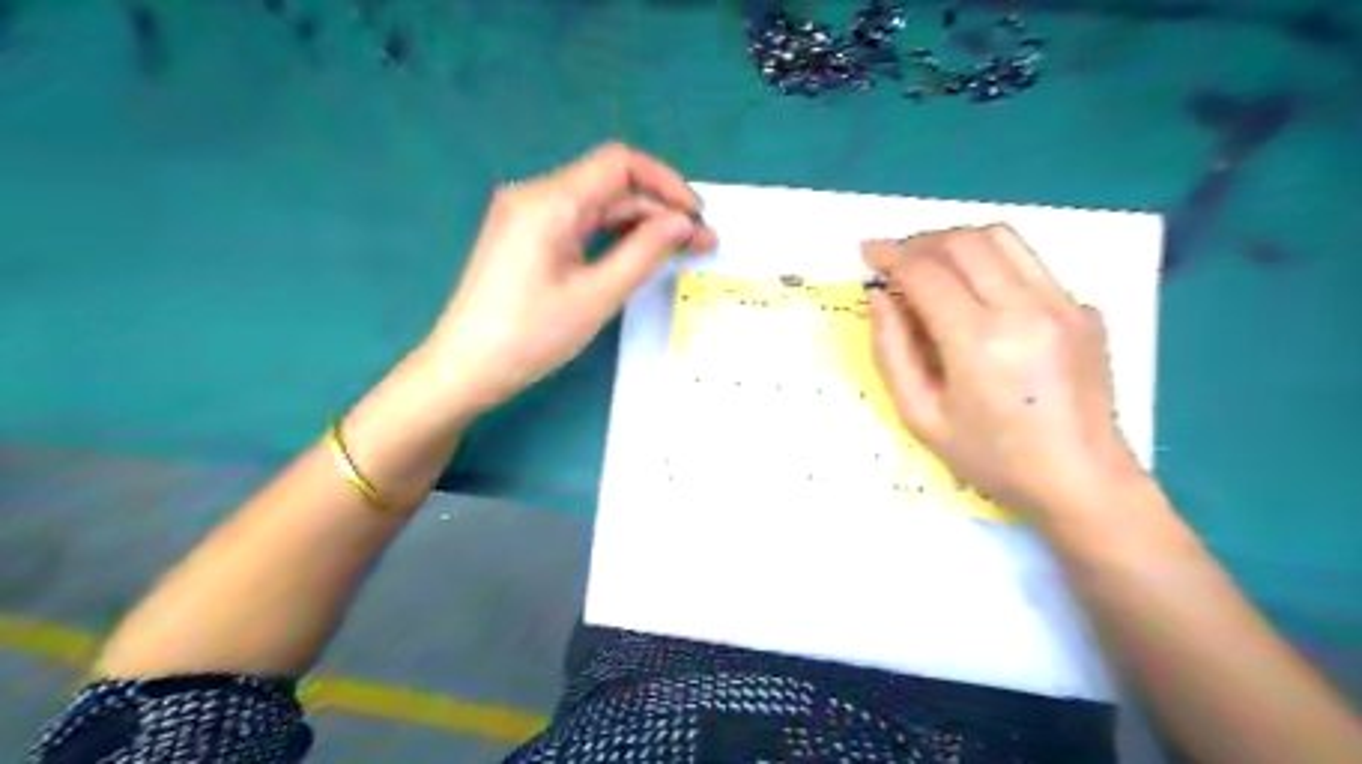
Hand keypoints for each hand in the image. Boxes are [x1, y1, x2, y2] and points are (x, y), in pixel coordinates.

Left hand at [421, 145, 716, 418]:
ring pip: (597, 205)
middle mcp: (536, 195)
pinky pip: (578, 222)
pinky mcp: (525, 236)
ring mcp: (527, 214)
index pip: (619, 164)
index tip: (697, 216)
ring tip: (678, 251)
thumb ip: (645, 252)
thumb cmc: (531, 335)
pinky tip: (638, 253)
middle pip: (610, 185)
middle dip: (658, 210)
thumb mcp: (597, 295)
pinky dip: (612, 235)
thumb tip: (684, 224)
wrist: (465, 367)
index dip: (666, 184)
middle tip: (699, 244)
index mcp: (550, 201)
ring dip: (639, 223)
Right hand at [867, 223, 1140, 518]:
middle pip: (963, 242)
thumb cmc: (991, 459)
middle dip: (919, 242)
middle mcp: (1026, 309)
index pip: (926, 271)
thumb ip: (891, 351)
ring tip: (931, 266)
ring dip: (956, 242)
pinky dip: (991, 264)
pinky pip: (1028, 264)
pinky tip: (978, 296)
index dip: (891, 255)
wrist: (1081, 481)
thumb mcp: (920, 415)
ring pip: (1001, 238)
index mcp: (979, 342)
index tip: (868, 253)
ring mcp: (1064, 303)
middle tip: (895, 261)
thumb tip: (880, 297)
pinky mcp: (1084, 308)